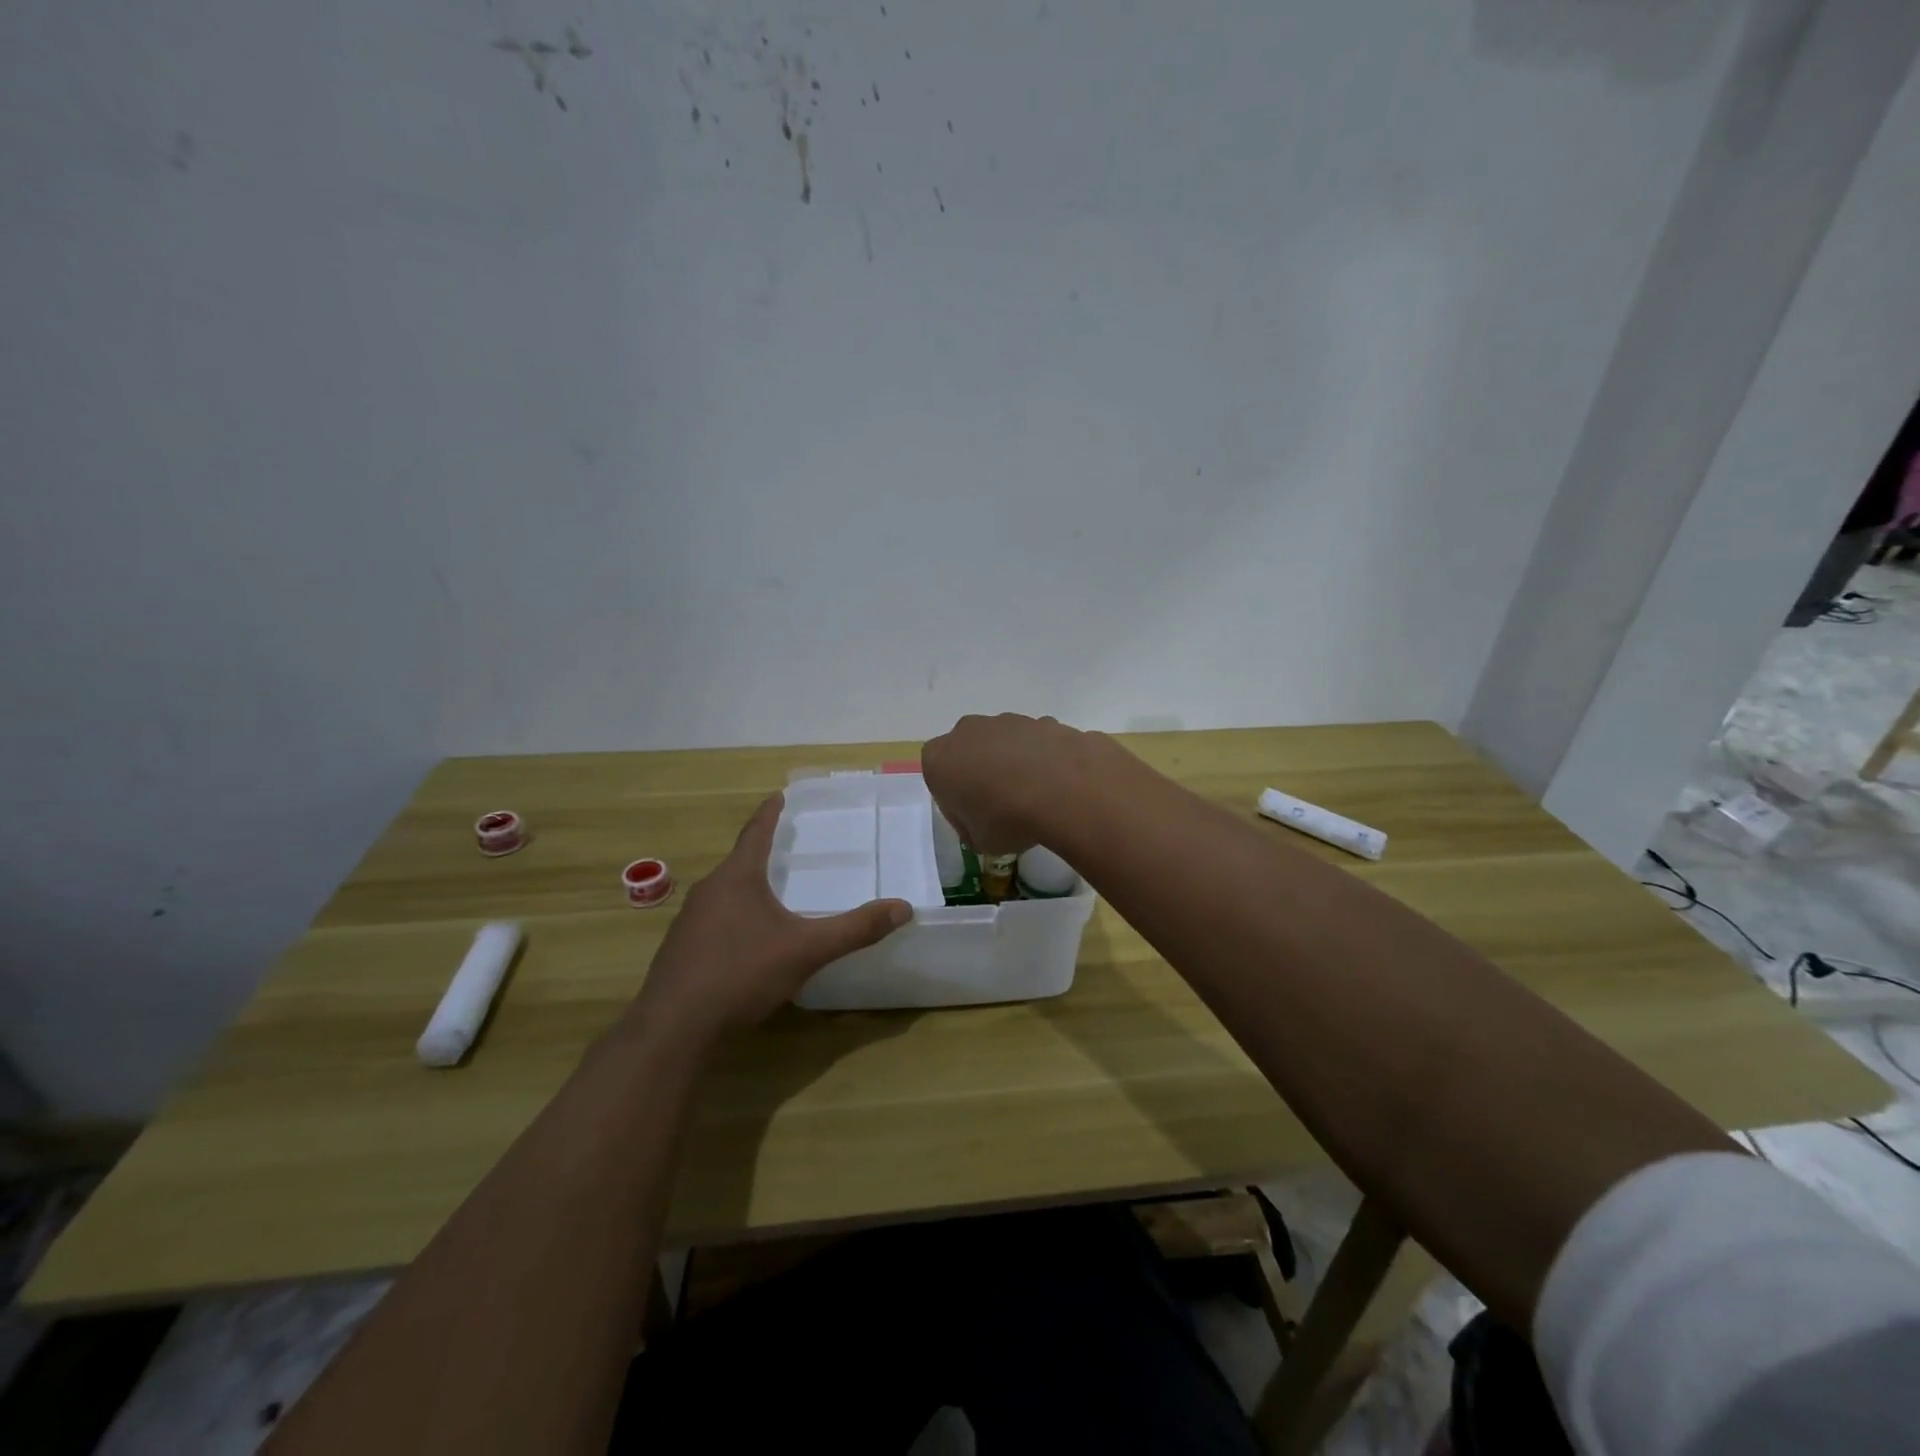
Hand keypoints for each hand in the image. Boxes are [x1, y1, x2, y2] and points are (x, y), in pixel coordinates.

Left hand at [632, 795, 911, 1037]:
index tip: (778, 795)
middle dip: (762, 852)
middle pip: (739, 862)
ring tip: (771, 892)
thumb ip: (855, 929)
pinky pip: (714, 920)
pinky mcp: (681, 950)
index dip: (770, 813)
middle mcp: (709, 891)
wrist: (674, 1028)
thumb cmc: (741, 974)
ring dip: (747, 887)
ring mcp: (689, 921)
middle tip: (786, 846)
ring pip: (724, 893)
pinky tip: (747, 940)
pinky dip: (735, 917)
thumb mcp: (806, 950)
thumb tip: (903, 908)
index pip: (756, 832)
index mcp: (737, 878)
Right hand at [921, 713, 1097, 853]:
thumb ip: (972, 828)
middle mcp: (968, 731)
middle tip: (1002, 807)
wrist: (1064, 789)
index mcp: (940, 759)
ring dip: (1014, 765)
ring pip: (1004, 744)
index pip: (939, 779)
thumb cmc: (1007, 818)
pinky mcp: (1043, 720)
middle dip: (983, 774)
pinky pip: (1036, 743)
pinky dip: (1044, 760)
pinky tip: (1058, 786)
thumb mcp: (979, 842)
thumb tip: (982, 822)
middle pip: (970, 753)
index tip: (975, 820)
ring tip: (1035, 798)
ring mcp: (1007, 721)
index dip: (957, 802)